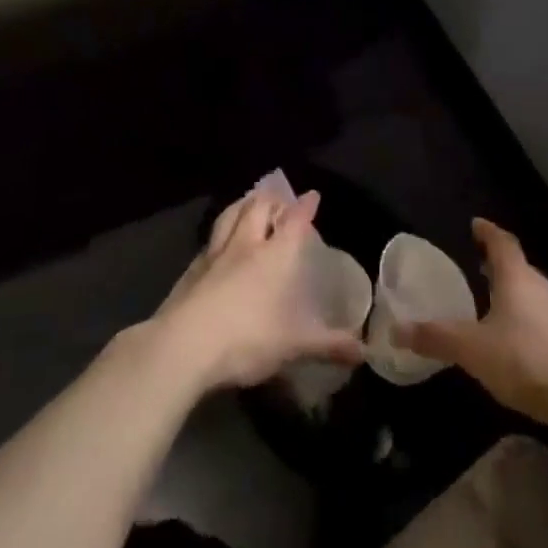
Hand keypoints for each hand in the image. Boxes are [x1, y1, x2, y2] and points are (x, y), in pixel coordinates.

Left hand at [154, 187, 364, 391]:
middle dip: (270, 198)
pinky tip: (218, 244)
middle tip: (278, 197)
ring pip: (229, 216)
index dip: (305, 207)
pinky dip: (219, 234)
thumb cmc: (247, 338)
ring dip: (241, 206)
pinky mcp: (190, 271)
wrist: (184, 346)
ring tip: (247, 203)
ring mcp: (214, 255)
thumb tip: (363, 351)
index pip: (294, 221)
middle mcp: (245, 245)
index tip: (312, 196)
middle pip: (257, 208)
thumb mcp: (294, 345)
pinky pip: (209, 241)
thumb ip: (328, 345)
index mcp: (275, 256)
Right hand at [399, 219, 547, 431]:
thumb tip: (396, 330)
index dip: (487, 232)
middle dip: (499, 268)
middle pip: (520, 269)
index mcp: (518, 279)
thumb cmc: (529, 361)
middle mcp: (546, 288)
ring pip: (537, 297)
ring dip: (517, 298)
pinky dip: (532, 325)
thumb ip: (435, 338)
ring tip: (496, 309)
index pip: (502, 243)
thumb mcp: (473, 350)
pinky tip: (523, 348)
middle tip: (478, 270)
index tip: (476, 224)